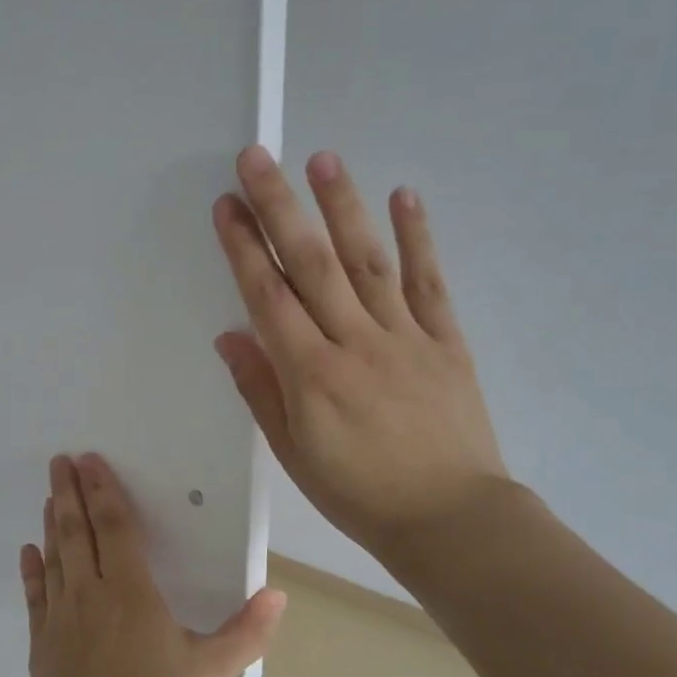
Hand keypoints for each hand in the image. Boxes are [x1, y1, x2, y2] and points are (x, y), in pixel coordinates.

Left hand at [20, 453, 284, 676]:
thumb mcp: (212, 671)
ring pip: (55, 557)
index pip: (114, 528)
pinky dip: (32, 570)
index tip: (89, 462)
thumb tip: (278, 595)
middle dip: (70, 493)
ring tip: (49, 495)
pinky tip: (28, 550)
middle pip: (77, 532)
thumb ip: (247, 631)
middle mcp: (90, 594)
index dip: (103, 491)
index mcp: (130, 592)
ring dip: (52, 522)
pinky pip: (34, 596)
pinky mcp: (41, 642)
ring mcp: (59, 617)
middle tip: (60, 461)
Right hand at [212, 145, 513, 572]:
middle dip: (281, 208)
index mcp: (311, 374)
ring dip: (344, 207)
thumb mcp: (294, 453)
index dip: (245, 248)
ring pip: (369, 262)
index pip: (269, 297)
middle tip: (259, 157)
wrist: (449, 519)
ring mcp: (405, 337)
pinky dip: (418, 238)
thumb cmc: (358, 494)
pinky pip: (430, 283)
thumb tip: (231, 336)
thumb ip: (261, 391)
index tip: (228, 206)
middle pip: (313, 264)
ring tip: (324, 160)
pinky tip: (404, 196)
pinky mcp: (446, 341)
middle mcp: (356, 343)